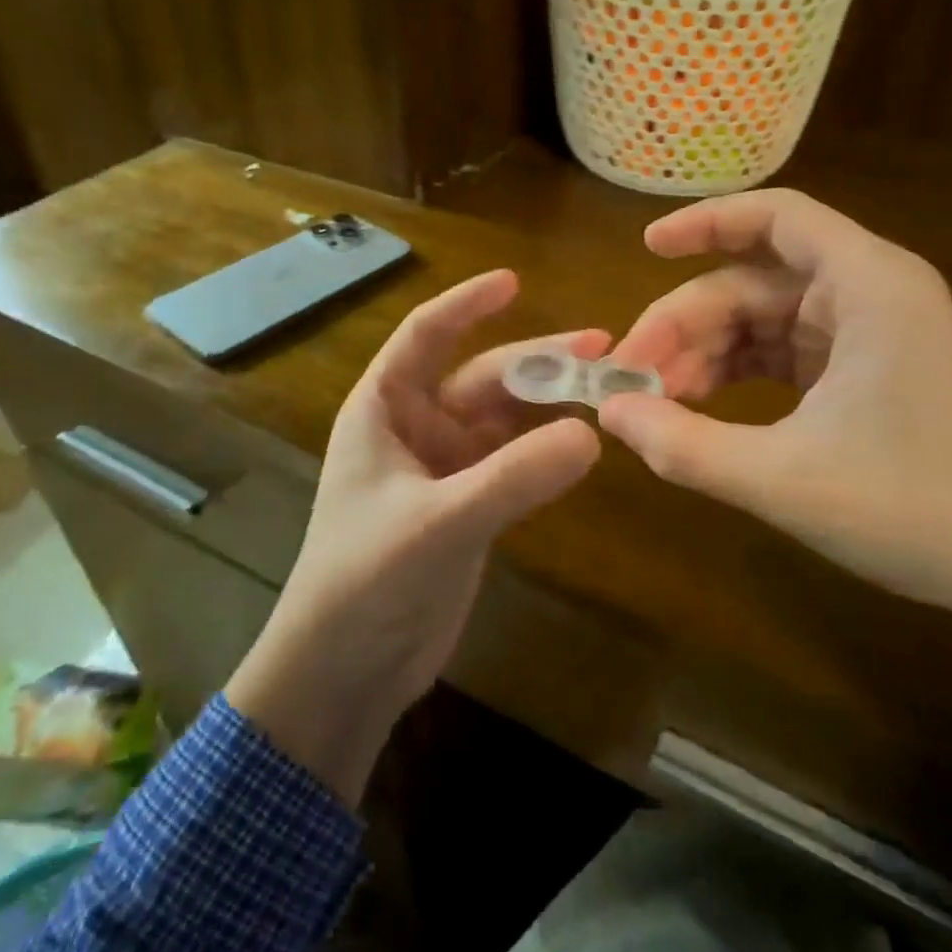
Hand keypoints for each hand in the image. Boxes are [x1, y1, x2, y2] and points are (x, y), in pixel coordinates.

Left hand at [226, 270, 603, 802]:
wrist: (344, 670)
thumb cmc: (365, 581)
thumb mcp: (438, 523)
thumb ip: (513, 478)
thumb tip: (592, 434)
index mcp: (384, 410)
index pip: (425, 336)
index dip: (466, 304)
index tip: (515, 281)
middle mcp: (415, 429)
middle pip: (481, 377)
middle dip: (537, 361)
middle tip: (602, 348)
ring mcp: (445, 469)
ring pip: (504, 420)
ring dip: (550, 403)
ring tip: (607, 387)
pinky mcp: (469, 507)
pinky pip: (515, 461)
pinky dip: (547, 448)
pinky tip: (585, 439)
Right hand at [601, 189, 951, 617]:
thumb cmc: (917, 512)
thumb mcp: (784, 480)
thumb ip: (686, 445)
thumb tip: (610, 413)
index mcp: (869, 287)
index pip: (777, 217)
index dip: (706, 222)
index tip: (646, 247)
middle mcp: (873, 294)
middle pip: (754, 281)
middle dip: (686, 324)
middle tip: (630, 378)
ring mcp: (872, 335)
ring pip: (765, 320)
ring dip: (707, 354)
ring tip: (657, 403)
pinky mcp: (869, 373)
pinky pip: (786, 354)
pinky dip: (739, 375)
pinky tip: (700, 409)